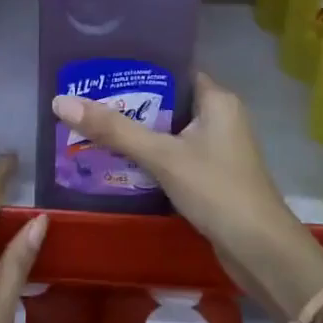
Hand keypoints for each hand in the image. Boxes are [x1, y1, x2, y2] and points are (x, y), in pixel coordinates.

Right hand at [51, 73, 322, 318]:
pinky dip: (150, 156)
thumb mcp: (162, 156)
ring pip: (169, 130)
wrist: (263, 254)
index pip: (172, 70)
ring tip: (92, 127)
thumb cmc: (218, 191)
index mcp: (216, 99)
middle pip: (167, 100)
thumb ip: (114, 130)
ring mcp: (217, 148)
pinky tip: (118, 162)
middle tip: (86, 100)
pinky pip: (174, 155)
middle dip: (129, 103)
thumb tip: (60, 102)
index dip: (137, 68)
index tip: (100, 70)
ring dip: (137, 132)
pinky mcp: (212, 176)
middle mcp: (219, 117)